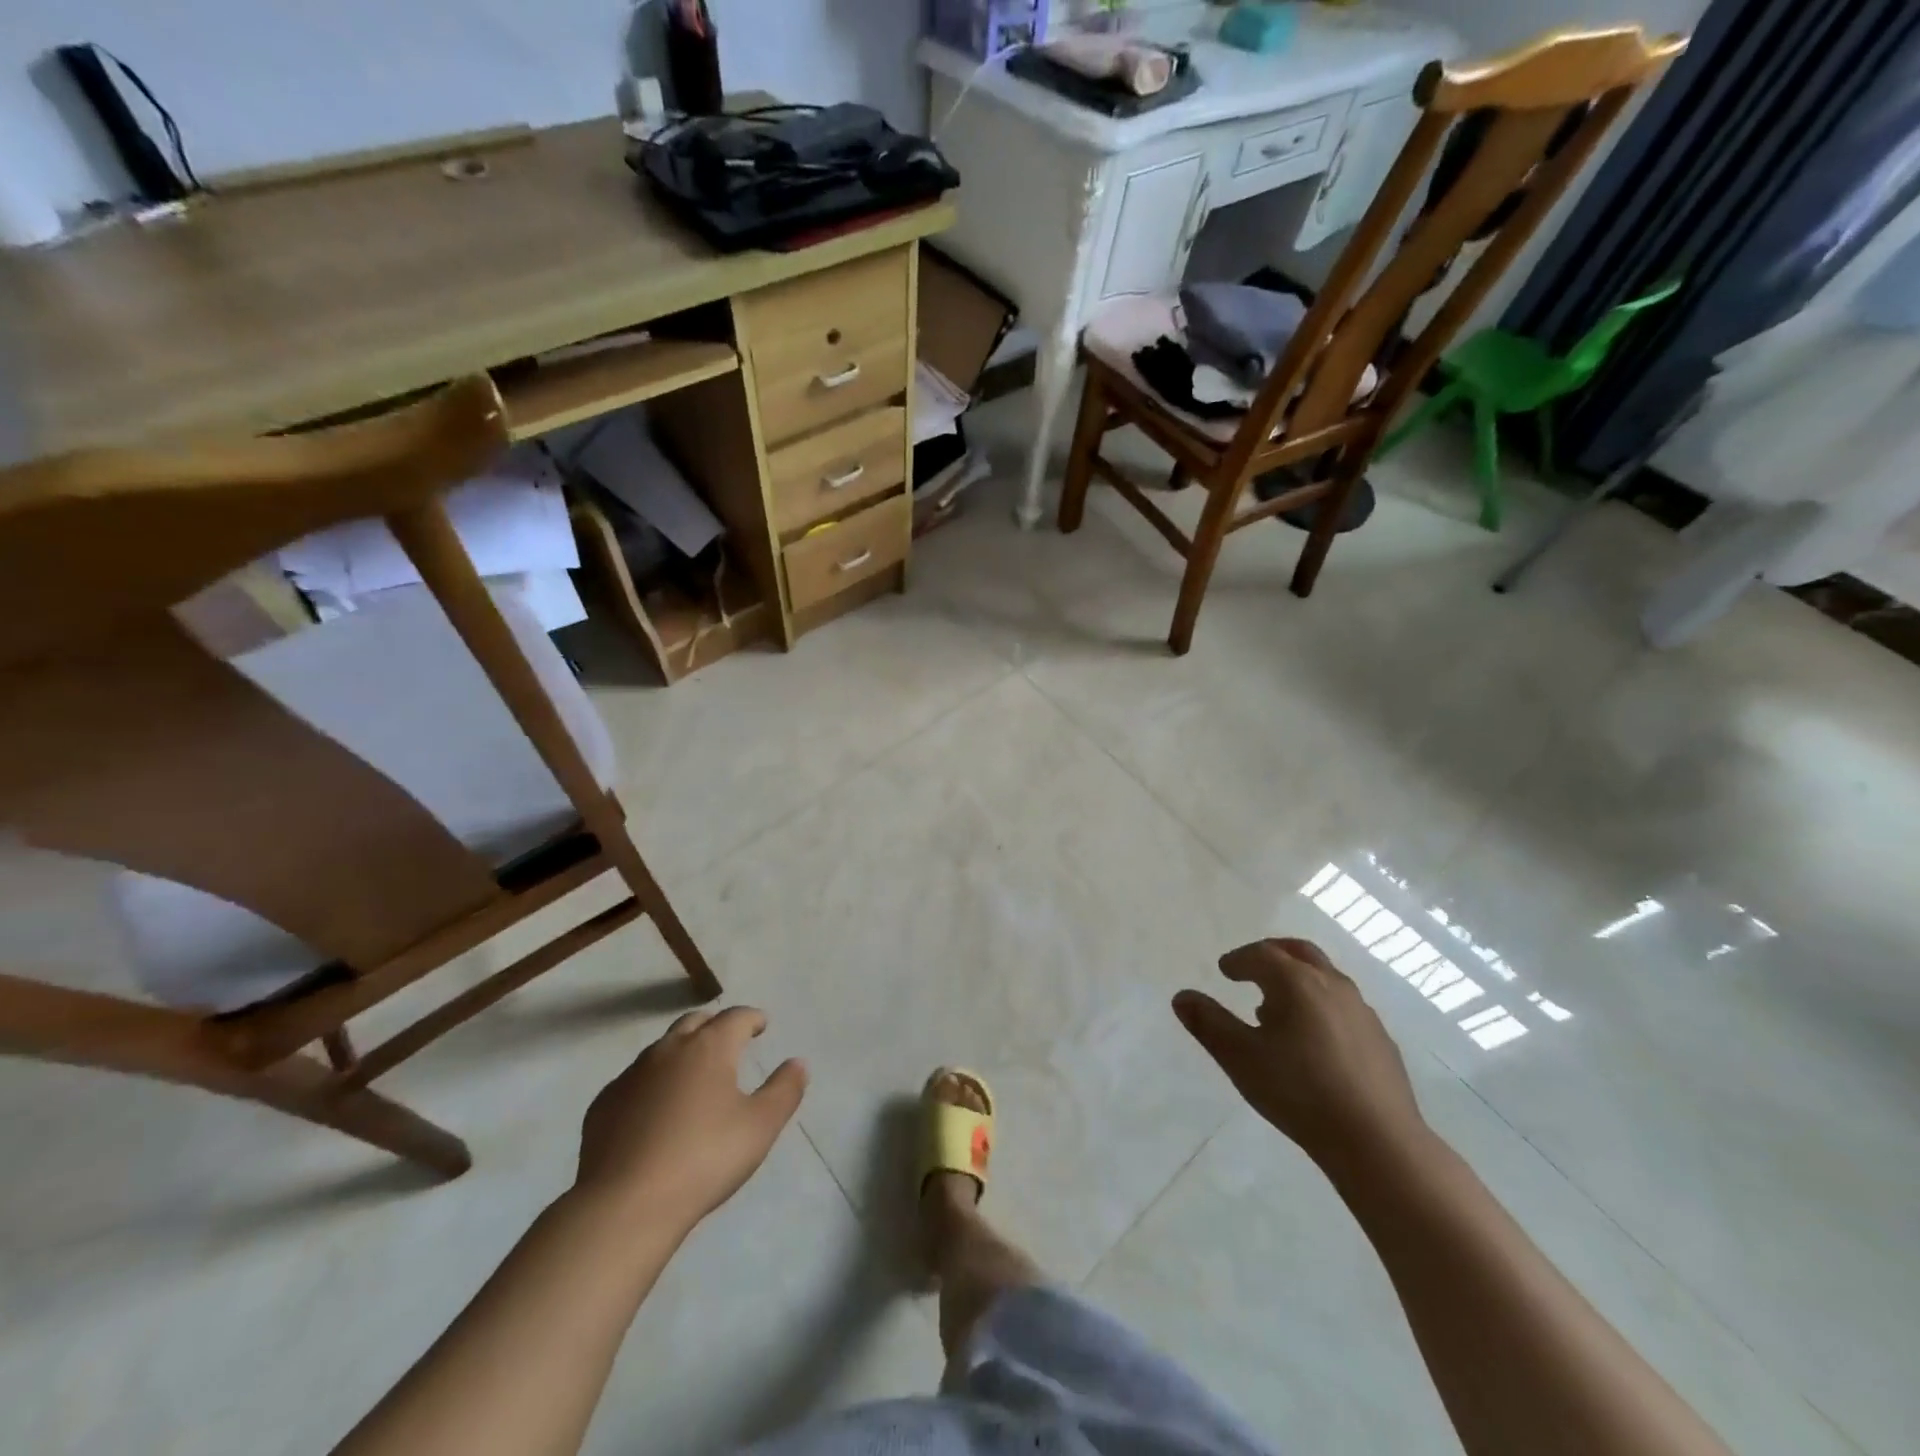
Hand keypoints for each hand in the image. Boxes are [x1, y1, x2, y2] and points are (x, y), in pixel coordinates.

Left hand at [573, 1007, 807, 1232]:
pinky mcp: (603, 1104)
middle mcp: (669, 1049)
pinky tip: (654, 1110)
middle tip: (728, 1040)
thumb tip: (798, 1063)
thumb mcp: (761, 1126)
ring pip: (661, 1049)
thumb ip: (784, 1090)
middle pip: (695, 1022)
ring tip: (693, 1075)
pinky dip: (651, 1083)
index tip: (761, 1025)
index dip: (752, 1018)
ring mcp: (631, 1075)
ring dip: (681, 1052)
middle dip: (715, 1026)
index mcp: (710, 1047)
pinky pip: (634, 1081)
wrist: (625, 1206)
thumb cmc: (704, 1159)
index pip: (736, 1016)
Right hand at [1174, 938, 1428, 1174]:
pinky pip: (1344, 1006)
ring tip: (1278, 1008)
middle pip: (1299, 952)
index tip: (1224, 970)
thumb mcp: (1240, 1058)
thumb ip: (1208, 1023)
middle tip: (1252, 967)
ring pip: (1325, 978)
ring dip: (1298, 980)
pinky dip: (1321, 1005)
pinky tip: (1313, 1040)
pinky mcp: (1381, 1040)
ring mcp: (1362, 1011)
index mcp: (1296, 982)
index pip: (1261, 954)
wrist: (1378, 1141)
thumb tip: (1181, 997)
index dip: (1239, 959)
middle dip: (1272, 954)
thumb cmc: (1299, 1092)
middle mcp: (1332, 985)